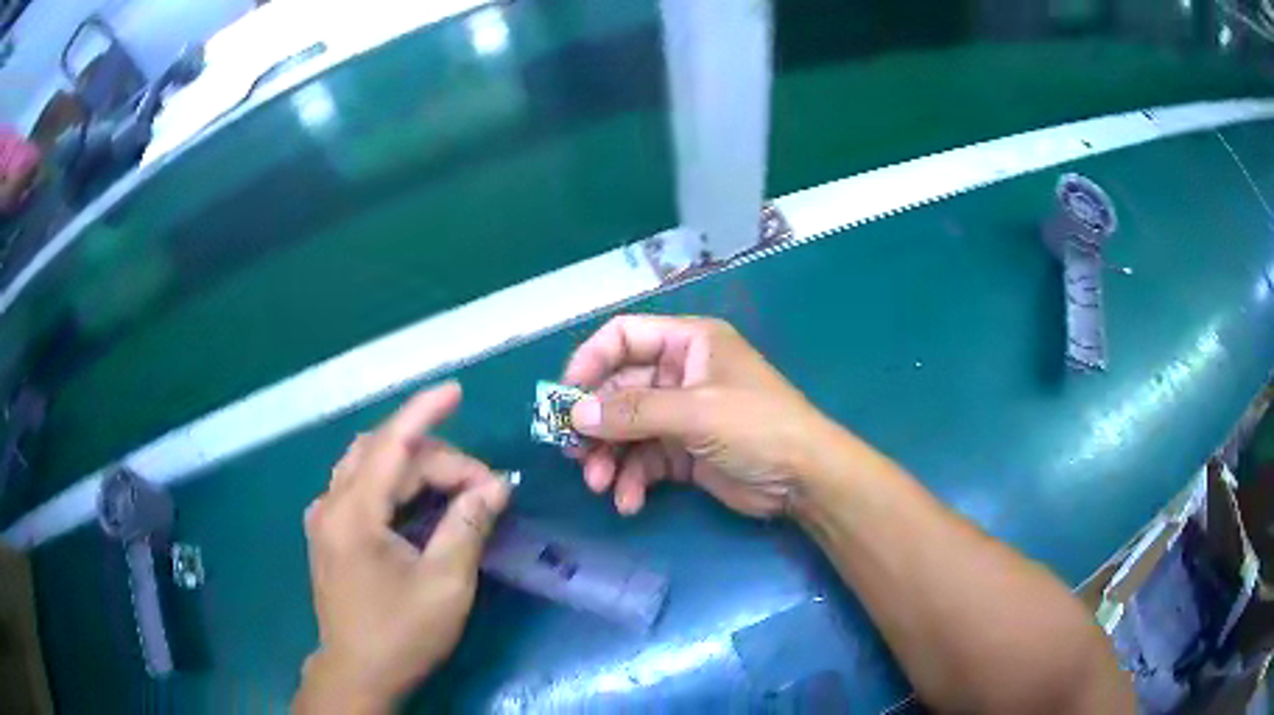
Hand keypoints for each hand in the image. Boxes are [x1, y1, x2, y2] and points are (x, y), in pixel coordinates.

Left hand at [294, 382, 510, 713]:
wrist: (357, 674)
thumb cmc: (402, 633)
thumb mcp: (446, 583)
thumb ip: (468, 525)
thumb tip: (497, 485)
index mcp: (354, 513)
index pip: (391, 444)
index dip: (424, 411)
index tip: (456, 390)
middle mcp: (330, 504)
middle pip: (383, 454)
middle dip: (435, 458)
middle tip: (481, 487)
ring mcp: (323, 518)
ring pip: (366, 465)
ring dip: (411, 466)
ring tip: (453, 487)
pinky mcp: (326, 533)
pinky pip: (358, 486)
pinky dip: (391, 482)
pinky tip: (415, 503)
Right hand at [563, 315, 835, 517]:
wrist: (804, 480)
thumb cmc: (757, 427)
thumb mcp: (696, 412)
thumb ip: (633, 411)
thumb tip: (574, 415)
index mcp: (689, 343)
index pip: (624, 337)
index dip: (589, 361)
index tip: (563, 396)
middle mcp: (680, 374)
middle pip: (618, 390)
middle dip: (595, 424)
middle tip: (572, 452)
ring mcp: (680, 415)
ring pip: (626, 430)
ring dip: (608, 458)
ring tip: (598, 484)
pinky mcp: (683, 453)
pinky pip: (644, 461)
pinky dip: (631, 480)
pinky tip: (628, 502)